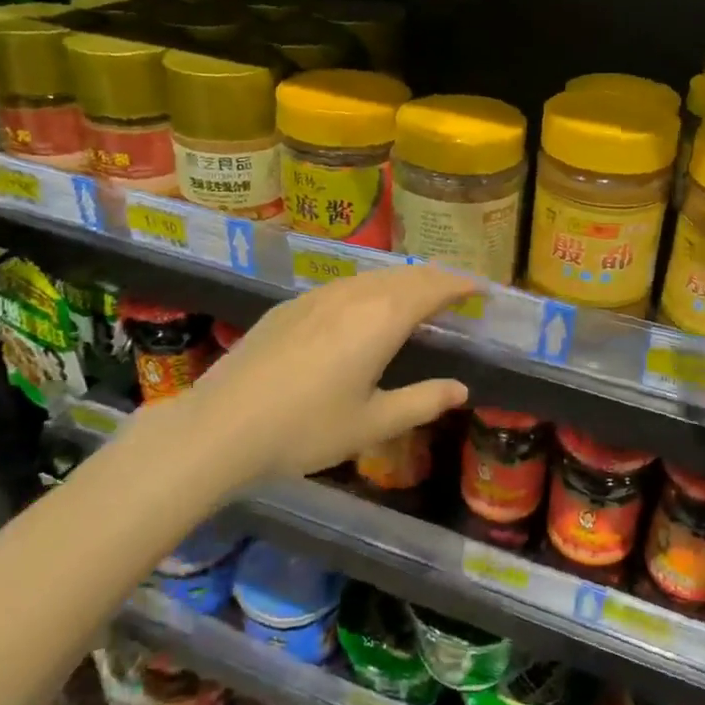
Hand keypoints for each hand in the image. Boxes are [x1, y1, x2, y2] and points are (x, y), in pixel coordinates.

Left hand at [150, 265, 471, 480]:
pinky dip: (372, 288)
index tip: (482, 288)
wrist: (222, 426)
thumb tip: (461, 389)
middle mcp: (354, 295)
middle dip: (436, 278)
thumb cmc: (306, 429)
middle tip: (457, 291)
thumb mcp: (373, 422)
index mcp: (382, 319)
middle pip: (405, 275)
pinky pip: (345, 285)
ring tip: (418, 296)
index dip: (461, 284)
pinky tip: (365, 307)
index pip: (433, 288)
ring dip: (403, 281)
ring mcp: (318, 296)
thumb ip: (422, 401)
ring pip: (373, 276)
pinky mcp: (291, 305)